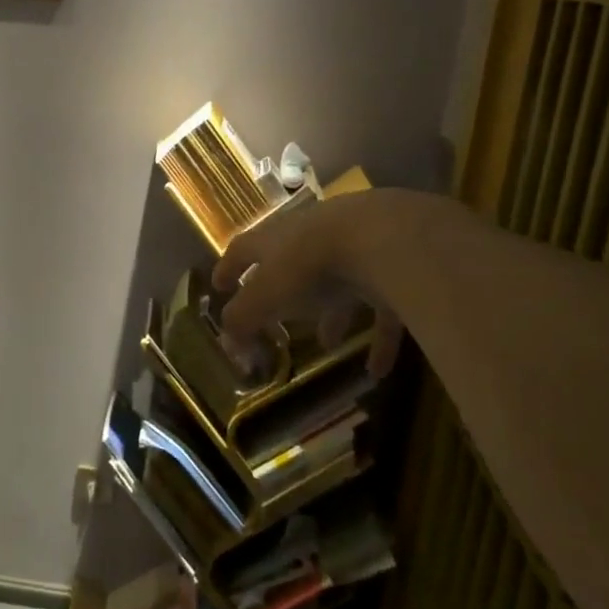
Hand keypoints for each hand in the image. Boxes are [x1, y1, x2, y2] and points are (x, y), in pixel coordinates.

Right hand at [213, 189, 429, 378]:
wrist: (381, 238)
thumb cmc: (310, 264)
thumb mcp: (266, 294)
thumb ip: (243, 319)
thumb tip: (228, 342)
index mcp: (275, 239)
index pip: (243, 250)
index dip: (229, 268)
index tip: (219, 286)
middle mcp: (311, 238)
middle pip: (291, 264)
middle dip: (285, 292)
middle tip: (279, 318)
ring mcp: (353, 250)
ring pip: (338, 284)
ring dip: (331, 314)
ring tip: (328, 344)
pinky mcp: (389, 269)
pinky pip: (381, 308)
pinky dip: (378, 339)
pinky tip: (376, 370)